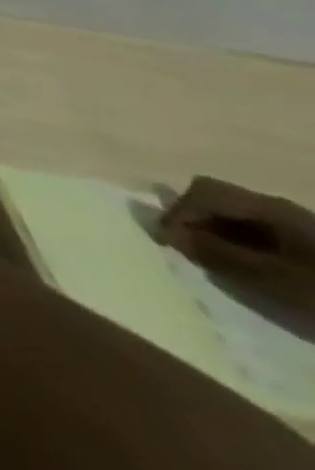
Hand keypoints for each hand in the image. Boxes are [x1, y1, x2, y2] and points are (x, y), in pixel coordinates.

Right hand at [157, 176, 314, 315]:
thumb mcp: (272, 278)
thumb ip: (218, 253)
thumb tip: (169, 234)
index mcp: (268, 207)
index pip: (202, 192)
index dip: (178, 212)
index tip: (168, 241)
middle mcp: (277, 206)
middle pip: (216, 197)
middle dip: (192, 217)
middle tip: (184, 246)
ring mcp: (294, 224)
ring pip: (234, 214)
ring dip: (213, 231)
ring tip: (209, 258)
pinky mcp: (304, 243)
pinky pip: (255, 231)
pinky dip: (236, 242)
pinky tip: (242, 265)